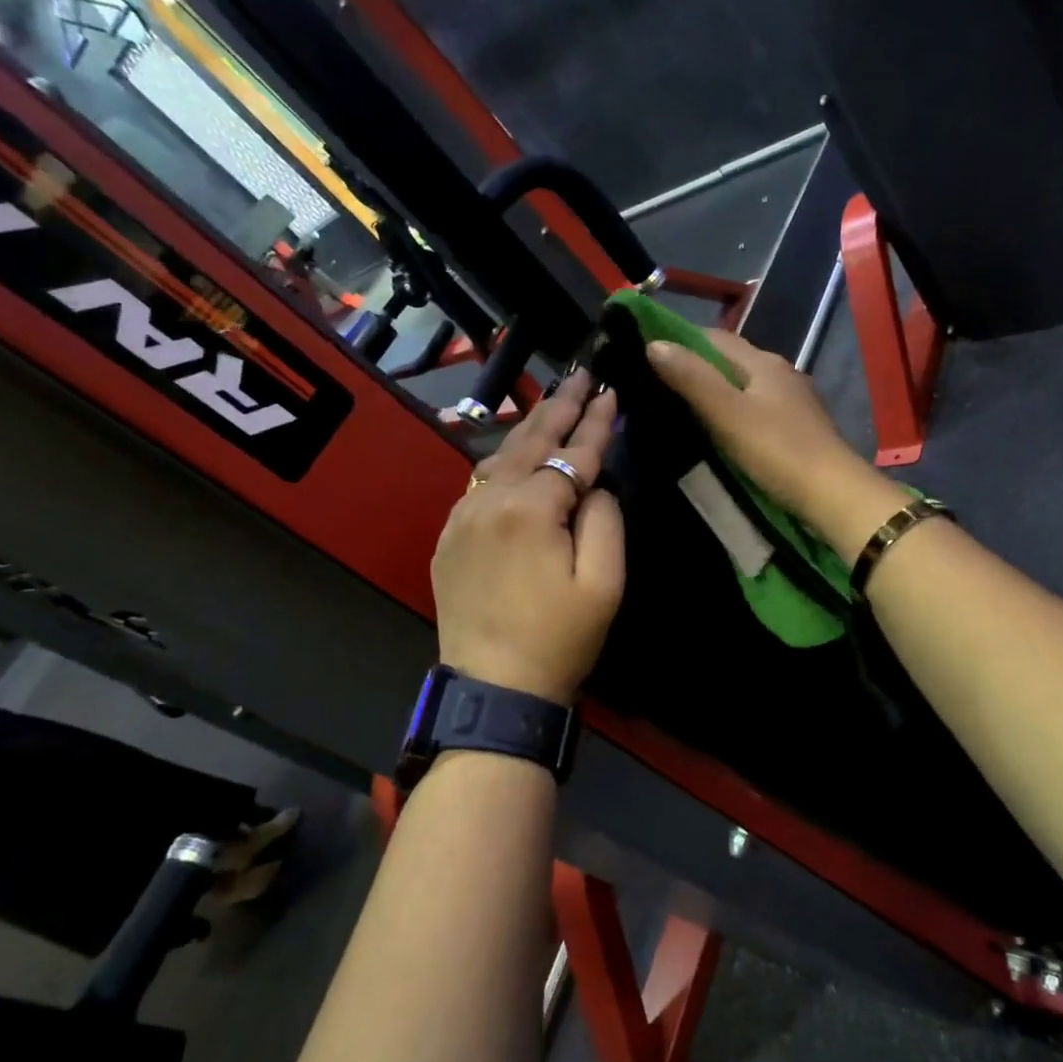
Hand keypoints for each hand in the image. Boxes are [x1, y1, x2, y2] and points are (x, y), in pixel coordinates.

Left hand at [431, 371, 623, 706]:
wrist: (494, 687)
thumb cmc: (559, 639)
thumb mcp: (604, 583)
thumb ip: (605, 519)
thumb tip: (595, 483)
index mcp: (530, 508)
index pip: (572, 453)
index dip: (596, 422)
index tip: (612, 391)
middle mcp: (490, 500)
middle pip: (531, 440)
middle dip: (561, 406)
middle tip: (583, 374)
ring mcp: (462, 516)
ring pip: (501, 455)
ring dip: (532, 427)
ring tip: (556, 402)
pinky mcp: (450, 535)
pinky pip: (481, 482)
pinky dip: (506, 459)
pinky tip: (519, 452)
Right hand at [646, 330, 906, 564]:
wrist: (833, 494)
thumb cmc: (777, 450)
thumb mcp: (727, 413)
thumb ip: (692, 378)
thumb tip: (654, 344)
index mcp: (763, 362)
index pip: (715, 338)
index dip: (681, 341)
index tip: (648, 356)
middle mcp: (781, 373)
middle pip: (731, 361)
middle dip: (697, 368)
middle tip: (658, 386)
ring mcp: (794, 402)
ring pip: (745, 387)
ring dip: (716, 392)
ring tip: (683, 410)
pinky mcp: (799, 429)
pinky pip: (757, 411)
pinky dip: (735, 414)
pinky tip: (722, 432)